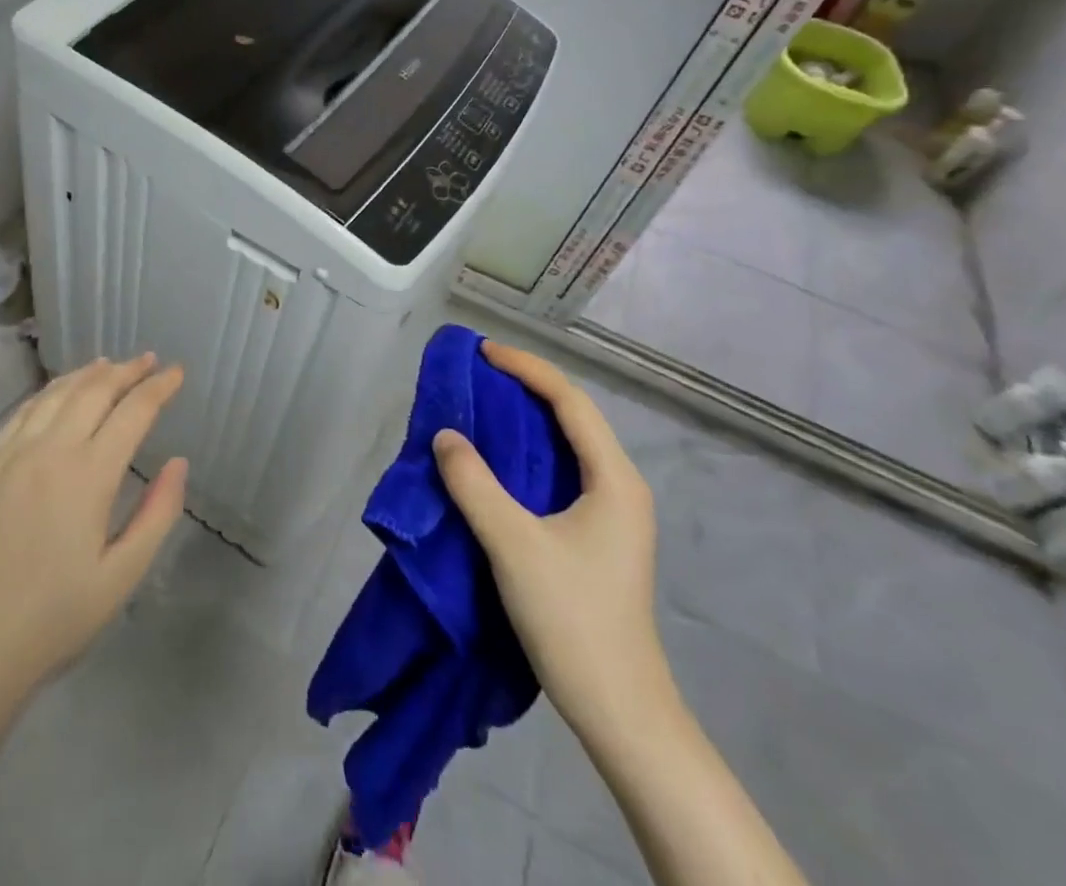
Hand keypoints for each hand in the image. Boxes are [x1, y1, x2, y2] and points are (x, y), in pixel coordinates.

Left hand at [0, 355, 188, 702]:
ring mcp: (11, 456)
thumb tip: (178, 462)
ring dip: (87, 374)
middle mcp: (50, 451)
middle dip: (127, 371)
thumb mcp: (122, 576)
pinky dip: (48, 392)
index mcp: (89, 475)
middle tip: (150, 361)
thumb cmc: (55, 619)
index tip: (177, 372)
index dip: (159, 388)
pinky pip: (22, 413)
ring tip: (109, 365)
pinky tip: (57, 393)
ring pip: (55, 394)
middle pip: (94, 391)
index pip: (133, 412)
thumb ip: (157, 513)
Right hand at [432, 341, 673, 742]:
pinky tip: (497, 463)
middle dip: (525, 388)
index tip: (482, 353)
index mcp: (614, 479)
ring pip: (566, 446)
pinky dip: (527, 455)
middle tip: (477, 375)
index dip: (526, 369)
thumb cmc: (573, 620)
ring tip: (481, 406)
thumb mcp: (514, 546)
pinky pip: (560, 474)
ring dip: (525, 421)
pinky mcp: (597, 537)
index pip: (570, 401)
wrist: (620, 712)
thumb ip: (475, 485)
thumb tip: (444, 436)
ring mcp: (612, 514)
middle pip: (572, 417)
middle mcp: (619, 486)